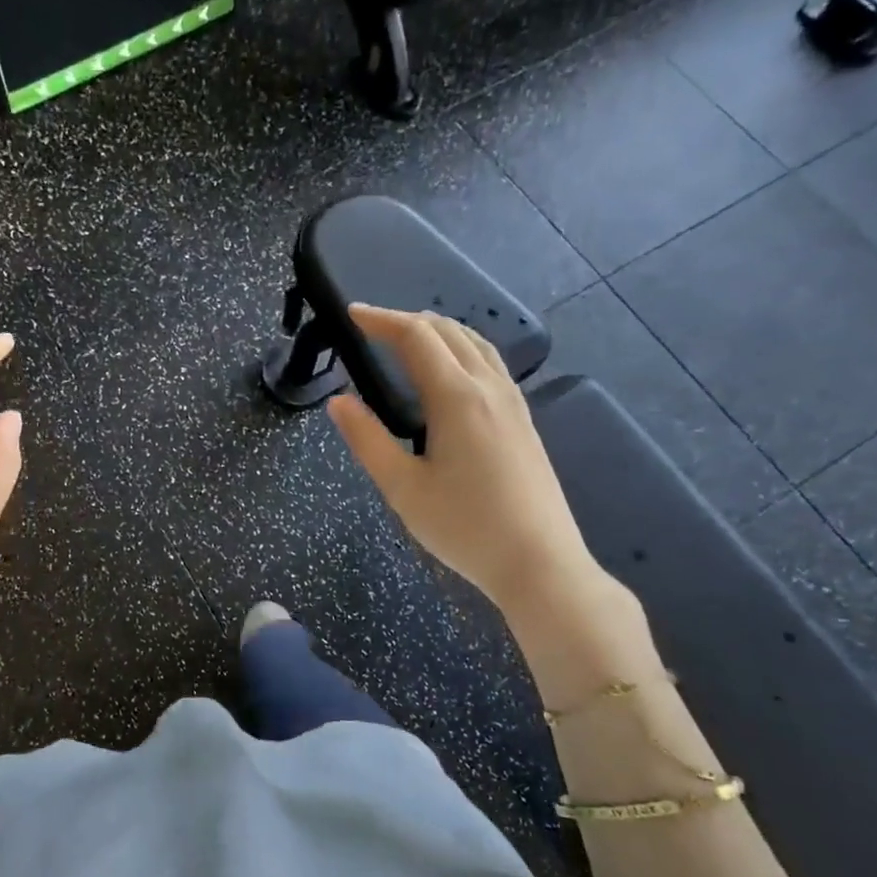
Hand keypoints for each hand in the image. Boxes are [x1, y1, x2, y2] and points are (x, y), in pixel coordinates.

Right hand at [328, 304, 599, 618]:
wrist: (539, 563)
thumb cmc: (464, 527)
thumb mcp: (402, 488)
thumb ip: (367, 440)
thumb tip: (337, 402)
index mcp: (457, 398)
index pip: (416, 337)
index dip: (381, 320)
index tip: (352, 313)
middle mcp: (489, 388)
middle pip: (449, 331)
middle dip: (407, 320)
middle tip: (371, 327)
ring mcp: (513, 403)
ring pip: (476, 344)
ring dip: (439, 331)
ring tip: (409, 338)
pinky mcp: (523, 421)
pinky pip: (491, 364)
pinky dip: (462, 349)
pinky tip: (451, 371)